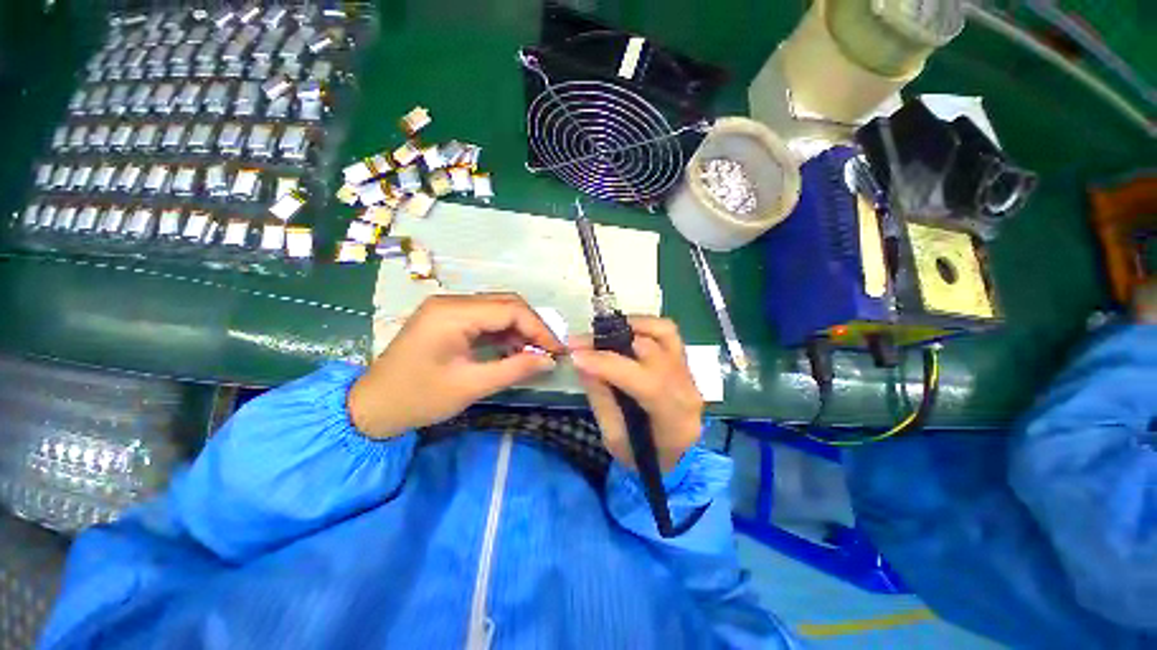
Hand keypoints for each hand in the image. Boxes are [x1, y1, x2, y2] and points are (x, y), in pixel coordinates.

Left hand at [348, 293, 563, 437]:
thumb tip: (550, 361)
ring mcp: (449, 308)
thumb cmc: (418, 398)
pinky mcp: (449, 319)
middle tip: (549, 351)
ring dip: (520, 329)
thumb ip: (515, 369)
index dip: (539, 329)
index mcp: (453, 313)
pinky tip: (514, 350)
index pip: (510, 310)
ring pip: (498, 310)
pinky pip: (486, 319)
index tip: (557, 351)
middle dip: (532, 326)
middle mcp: (452, 302)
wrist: (372, 407)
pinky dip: (505, 333)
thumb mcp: (471, 386)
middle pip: (506, 303)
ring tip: (535, 353)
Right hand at [570, 316, 703, 471]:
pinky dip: (643, 326)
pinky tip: (622, 332)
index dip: (607, 364)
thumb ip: (601, 398)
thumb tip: (582, 361)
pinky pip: (666, 332)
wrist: (674, 458)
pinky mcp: (683, 361)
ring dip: (630, 327)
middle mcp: (688, 389)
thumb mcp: (614, 438)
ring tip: (602, 333)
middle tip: (580, 343)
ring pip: (664, 332)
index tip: (575, 355)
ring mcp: (689, 372)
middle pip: (652, 352)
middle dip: (610, 342)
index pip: (645, 382)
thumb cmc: (643, 457)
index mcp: (675, 419)